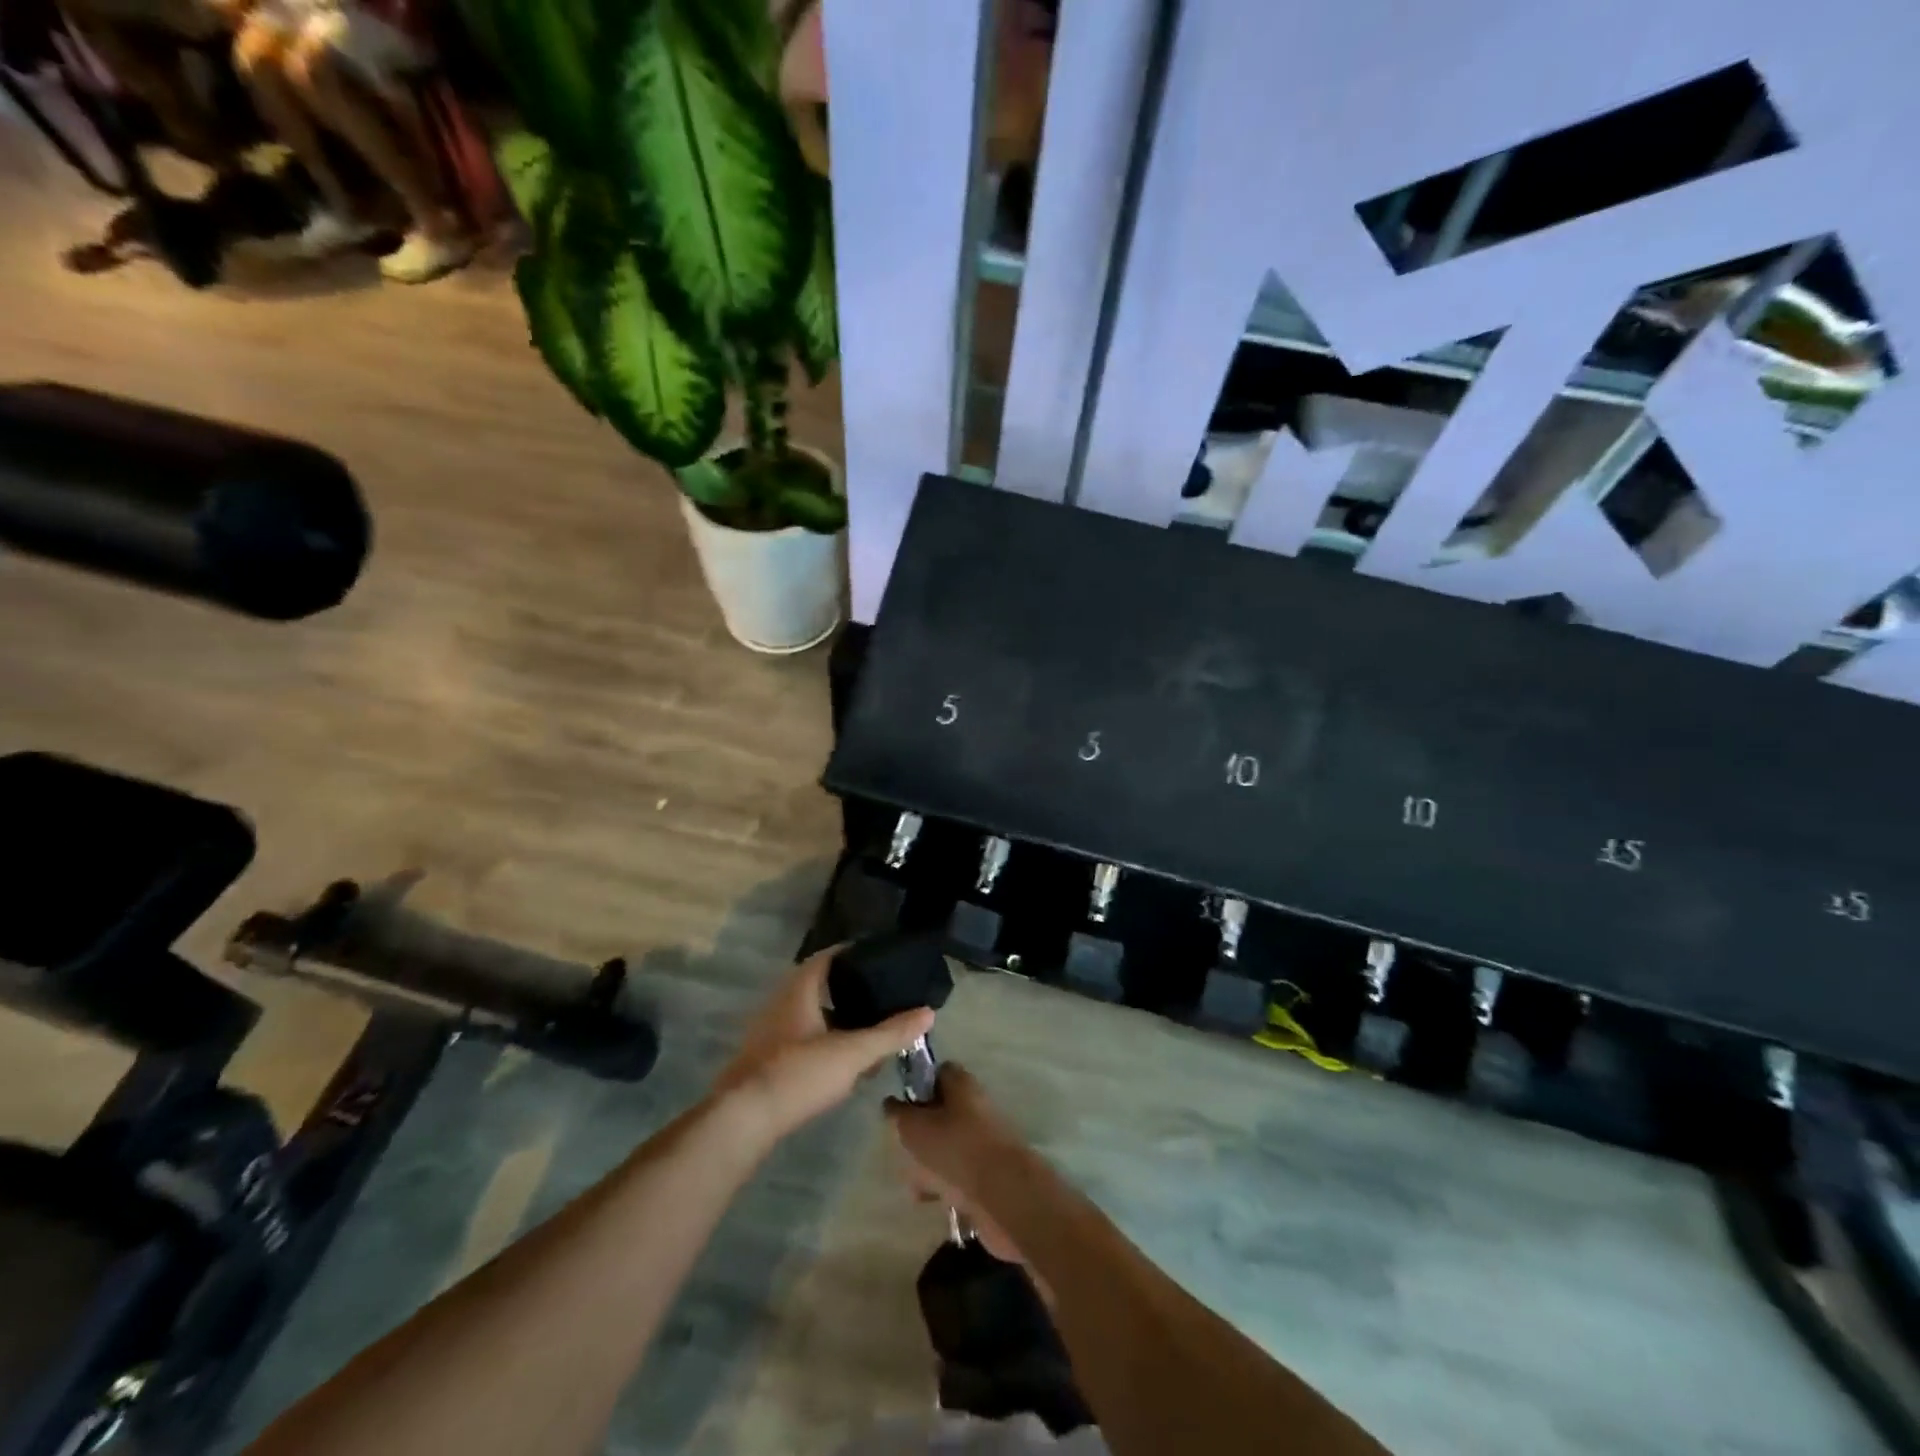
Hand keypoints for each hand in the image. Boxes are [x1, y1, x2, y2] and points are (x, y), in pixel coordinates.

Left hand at [710, 947, 934, 1146]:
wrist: (741, 1121)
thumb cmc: (798, 1074)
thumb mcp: (852, 1053)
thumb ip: (890, 1033)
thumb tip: (928, 1012)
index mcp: (798, 990)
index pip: (827, 957)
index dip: (852, 953)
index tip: (878, 957)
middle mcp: (779, 1003)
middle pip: (817, 985)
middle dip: (848, 989)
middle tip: (880, 995)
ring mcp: (768, 1032)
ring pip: (809, 1015)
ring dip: (836, 1019)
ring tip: (867, 1030)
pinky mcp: (764, 1060)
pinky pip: (800, 1038)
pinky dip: (823, 1041)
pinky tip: (840, 1062)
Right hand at [887, 1064, 1030, 1267]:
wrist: (1002, 1194)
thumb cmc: (954, 1147)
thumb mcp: (914, 1126)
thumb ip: (898, 1114)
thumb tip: (891, 1103)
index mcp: (962, 1084)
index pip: (938, 1072)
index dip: (917, 1084)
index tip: (900, 1105)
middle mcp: (975, 1105)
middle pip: (941, 1111)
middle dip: (919, 1131)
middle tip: (902, 1148)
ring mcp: (983, 1139)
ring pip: (947, 1144)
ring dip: (928, 1161)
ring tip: (913, 1181)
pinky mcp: (987, 1171)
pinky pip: (958, 1172)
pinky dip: (942, 1184)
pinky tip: (927, 1198)